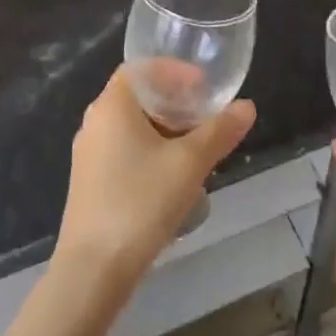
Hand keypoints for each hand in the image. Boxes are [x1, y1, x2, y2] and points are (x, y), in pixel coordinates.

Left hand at [54, 65, 255, 282]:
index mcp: (112, 106)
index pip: (140, 68)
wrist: (95, 267)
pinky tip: (173, 176)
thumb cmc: (141, 202)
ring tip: (197, 146)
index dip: (173, 70)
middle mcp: (94, 123)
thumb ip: (220, 131)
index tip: (203, 85)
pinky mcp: (90, 182)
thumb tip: (247, 107)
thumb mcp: (190, 163)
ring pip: (131, 127)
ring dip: (164, 129)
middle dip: (173, 102)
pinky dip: (150, 151)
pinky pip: (123, 151)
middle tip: (206, 115)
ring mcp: (88, 154)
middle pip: (136, 97)